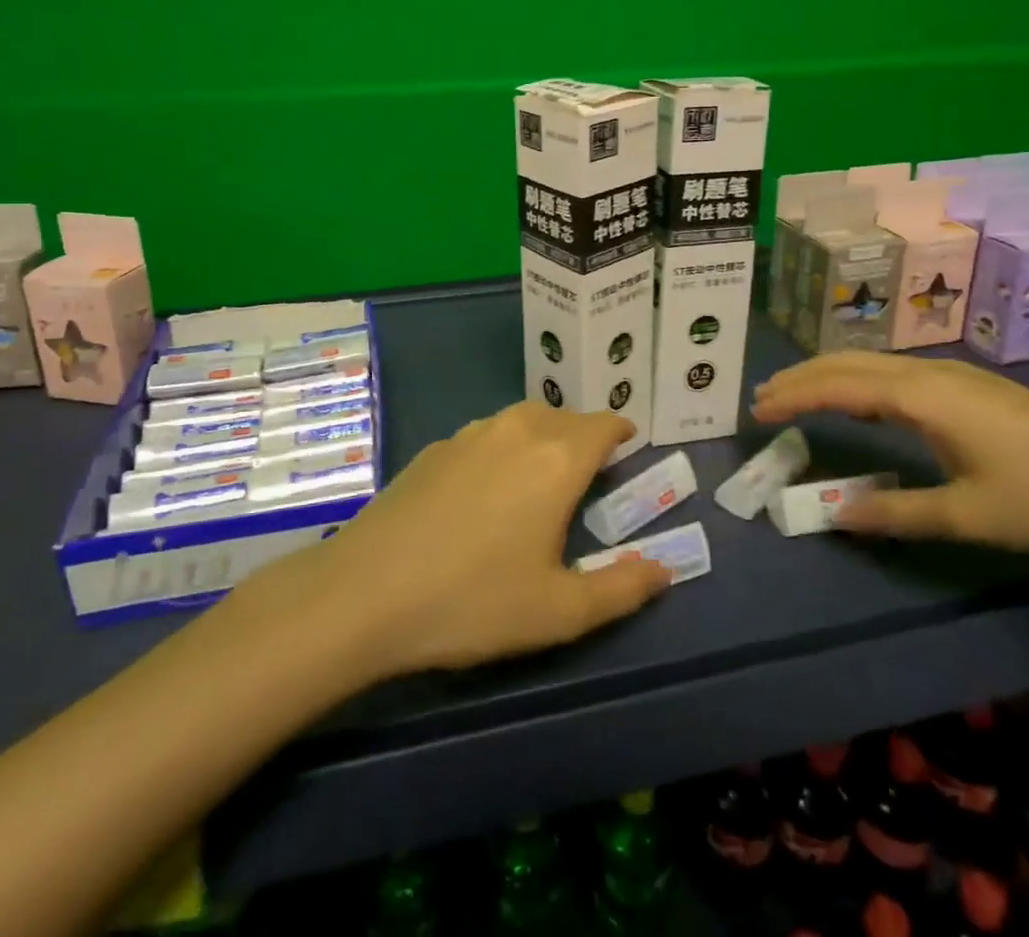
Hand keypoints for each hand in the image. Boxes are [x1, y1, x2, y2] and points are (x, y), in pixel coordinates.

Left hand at [234, 403, 671, 679]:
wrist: (365, 593)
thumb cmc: (473, 602)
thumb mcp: (559, 612)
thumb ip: (621, 589)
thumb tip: (664, 571)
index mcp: (556, 459)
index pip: (602, 426)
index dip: (620, 433)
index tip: (628, 447)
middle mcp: (516, 431)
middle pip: (563, 418)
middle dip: (583, 437)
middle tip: (589, 473)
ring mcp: (469, 435)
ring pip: (522, 420)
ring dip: (542, 436)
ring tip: (541, 476)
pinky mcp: (434, 449)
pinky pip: (485, 435)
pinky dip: (502, 447)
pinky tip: (486, 489)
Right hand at [750, 352, 1028, 551]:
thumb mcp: (971, 515)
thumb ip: (898, 513)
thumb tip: (835, 514)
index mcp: (922, 397)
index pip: (838, 387)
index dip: (794, 396)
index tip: (756, 409)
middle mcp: (931, 375)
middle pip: (850, 364)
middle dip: (802, 377)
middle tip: (763, 396)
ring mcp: (955, 377)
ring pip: (874, 364)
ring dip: (830, 376)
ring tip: (798, 395)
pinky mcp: (973, 389)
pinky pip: (896, 373)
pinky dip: (861, 382)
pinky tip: (863, 404)